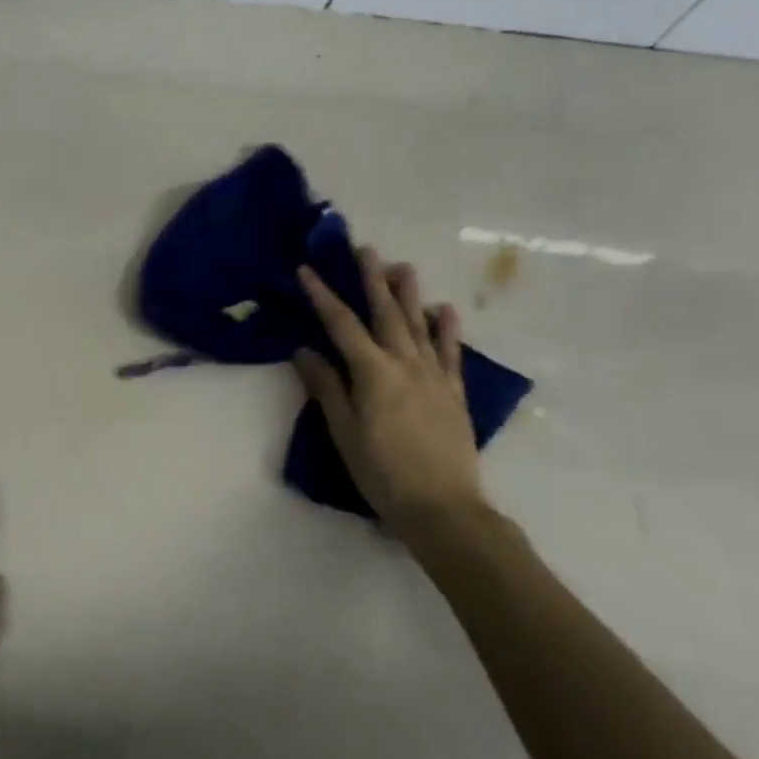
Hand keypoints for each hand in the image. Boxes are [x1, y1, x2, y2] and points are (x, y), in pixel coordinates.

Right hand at [295, 249, 487, 524]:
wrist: (443, 508)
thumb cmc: (382, 473)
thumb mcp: (343, 432)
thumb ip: (326, 388)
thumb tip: (304, 351)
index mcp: (373, 373)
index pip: (341, 324)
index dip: (322, 295)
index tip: (307, 270)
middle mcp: (404, 364)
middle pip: (385, 313)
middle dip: (372, 279)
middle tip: (365, 249)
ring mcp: (434, 376)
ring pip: (419, 325)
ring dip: (409, 294)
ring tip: (403, 266)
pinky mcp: (454, 393)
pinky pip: (450, 353)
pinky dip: (447, 329)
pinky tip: (445, 310)